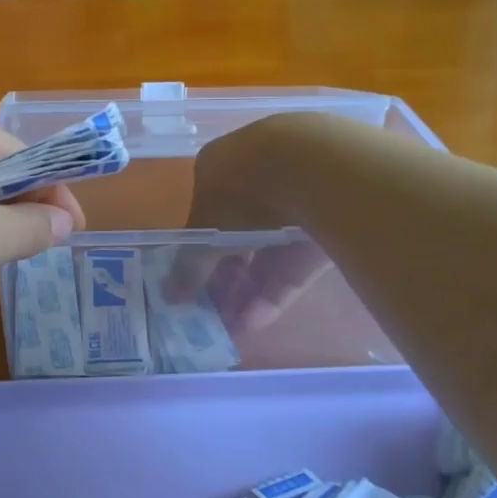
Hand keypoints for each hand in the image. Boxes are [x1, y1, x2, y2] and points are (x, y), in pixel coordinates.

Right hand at [170, 116, 334, 331]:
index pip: (205, 216)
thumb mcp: (205, 232)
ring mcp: (296, 200)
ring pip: (268, 252)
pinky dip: (277, 289)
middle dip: (224, 279)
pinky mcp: (327, 224)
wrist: (316, 169)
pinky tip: (259, 320)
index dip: (198, 255)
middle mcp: (257, 180)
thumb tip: (168, 296)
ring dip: (248, 291)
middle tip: (212, 314)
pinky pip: (296, 261)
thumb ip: (188, 267)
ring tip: (234, 328)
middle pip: (237, 237)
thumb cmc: (241, 191)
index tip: (191, 287)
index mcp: (221, 169)